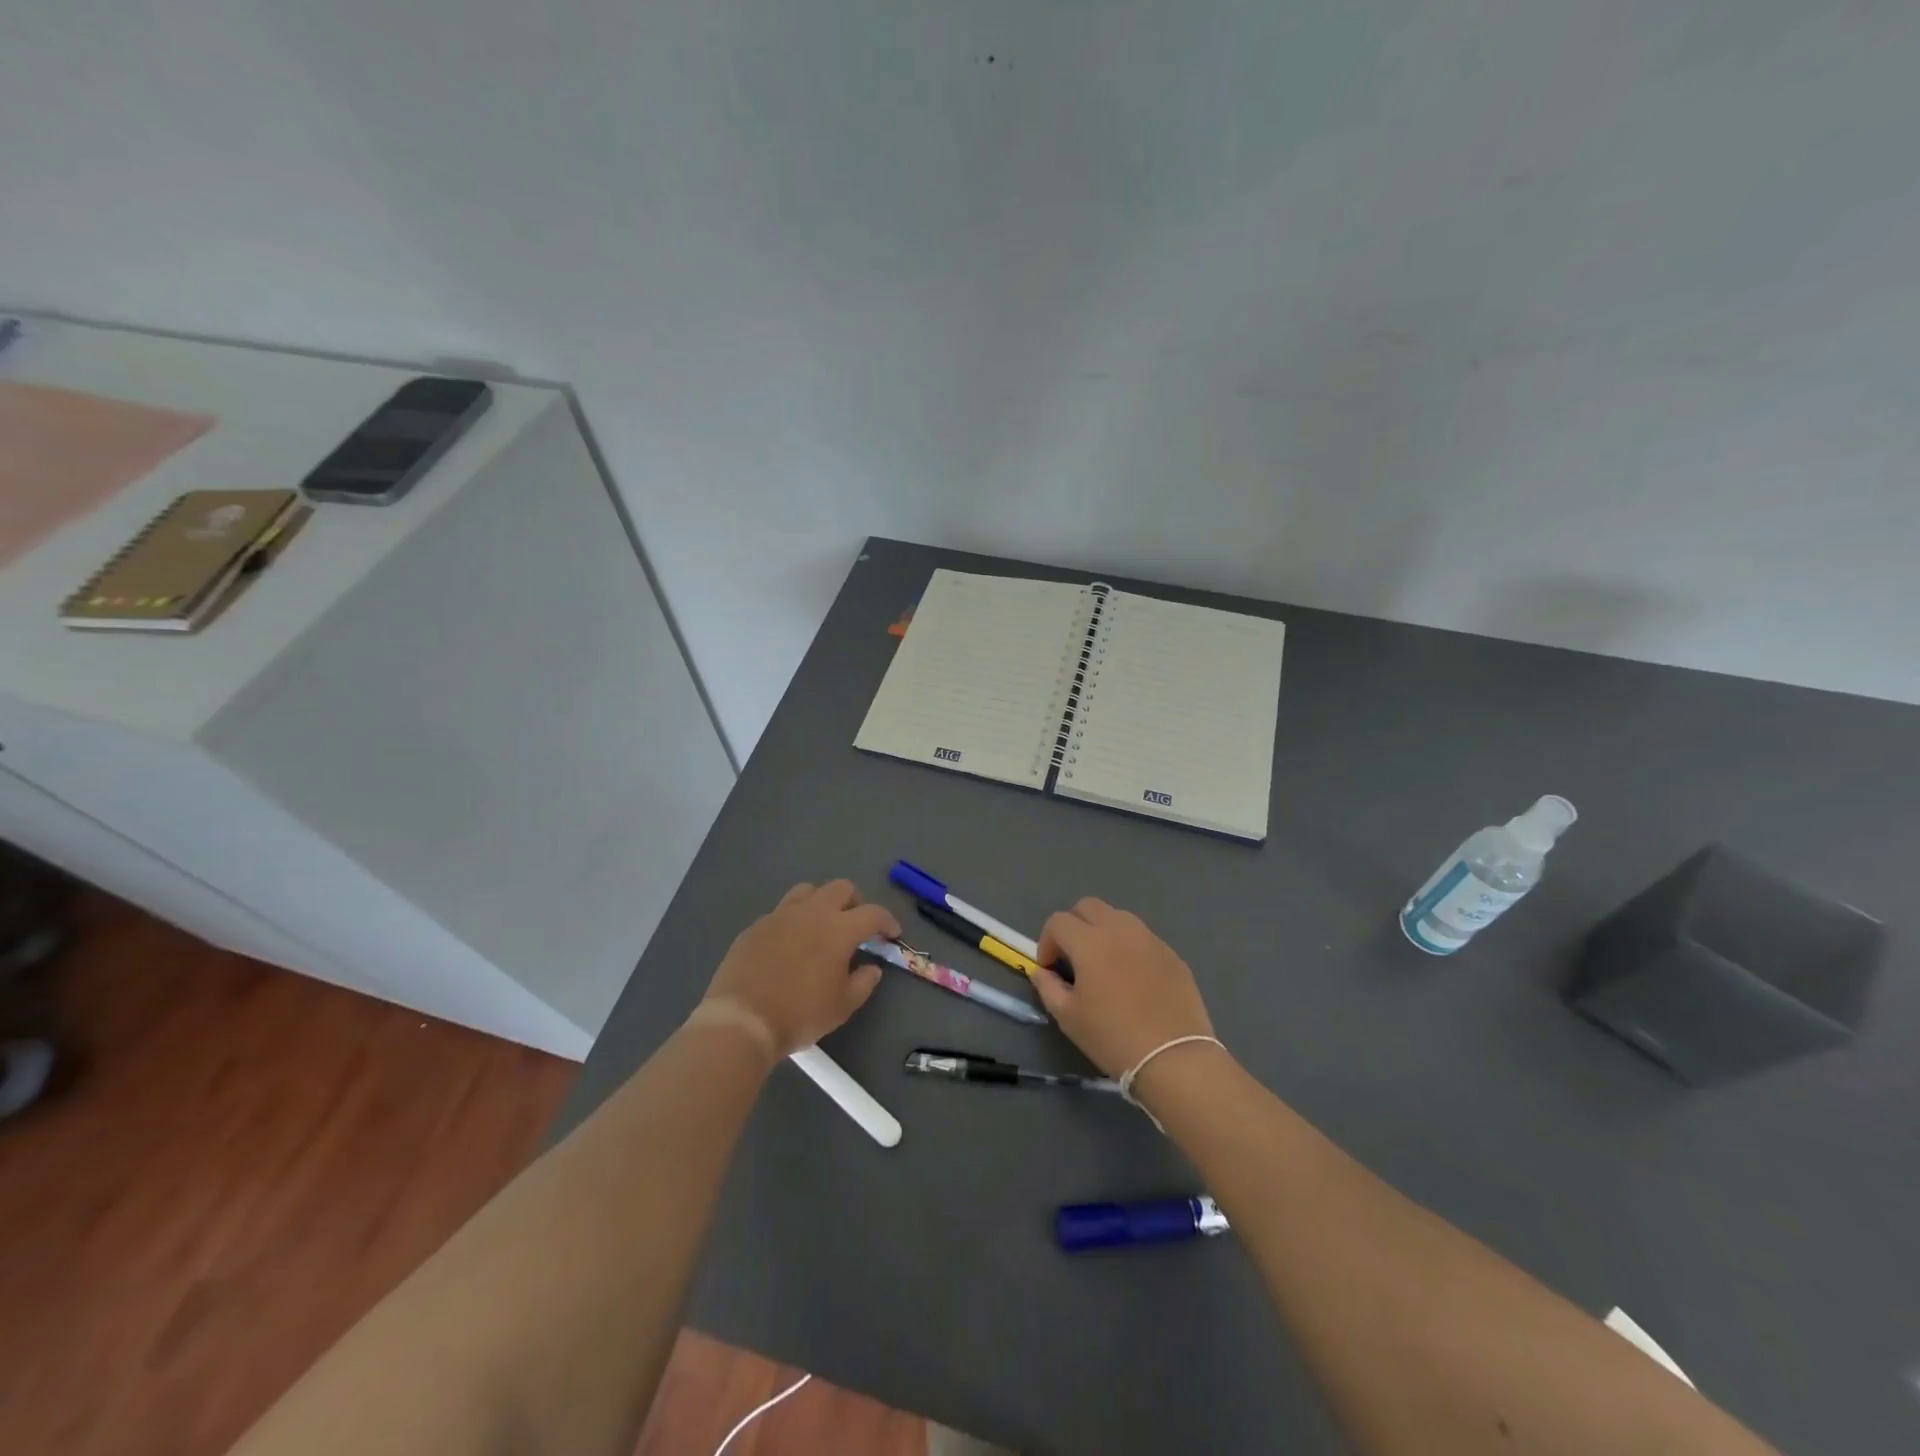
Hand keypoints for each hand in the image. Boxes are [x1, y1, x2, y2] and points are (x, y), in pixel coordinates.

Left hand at [695, 880, 899, 1059]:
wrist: (741, 1020)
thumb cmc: (799, 1014)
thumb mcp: (842, 1006)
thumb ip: (863, 983)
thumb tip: (872, 968)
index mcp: (839, 929)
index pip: (873, 913)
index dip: (887, 921)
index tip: (892, 934)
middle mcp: (812, 912)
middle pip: (841, 888)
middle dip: (856, 902)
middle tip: (857, 926)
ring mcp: (780, 915)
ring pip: (808, 891)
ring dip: (822, 902)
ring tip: (822, 925)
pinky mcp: (756, 926)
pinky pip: (781, 911)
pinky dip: (794, 920)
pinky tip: (790, 943)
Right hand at [1034, 898, 1215, 1078]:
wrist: (1174, 1058)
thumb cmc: (1113, 1038)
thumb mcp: (1068, 1017)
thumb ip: (1048, 987)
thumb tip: (1043, 972)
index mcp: (1090, 942)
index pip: (1058, 922)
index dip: (1047, 942)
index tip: (1050, 968)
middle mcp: (1120, 930)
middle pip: (1088, 906)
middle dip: (1073, 925)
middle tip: (1073, 957)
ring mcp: (1150, 939)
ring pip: (1118, 917)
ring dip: (1103, 931)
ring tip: (1104, 965)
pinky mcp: (1172, 954)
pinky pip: (1143, 938)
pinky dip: (1130, 947)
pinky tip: (1134, 979)